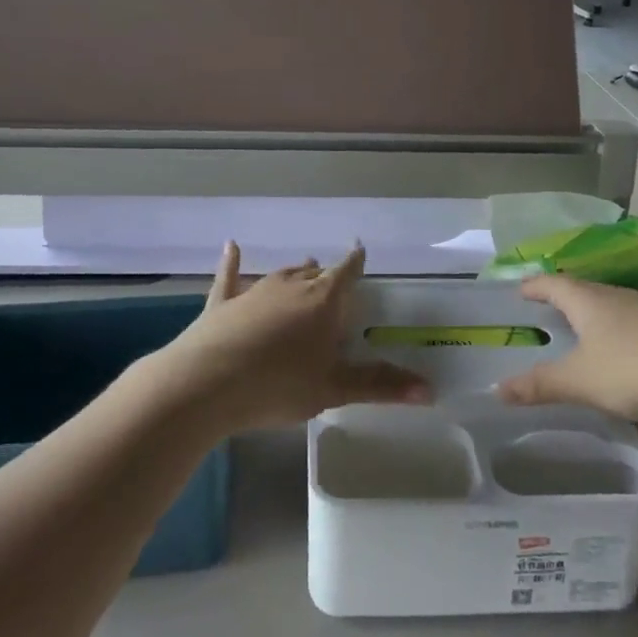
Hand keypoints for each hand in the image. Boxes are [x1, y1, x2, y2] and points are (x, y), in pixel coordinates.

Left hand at [153, 243, 429, 430]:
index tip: (361, 251)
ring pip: (281, 274)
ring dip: (294, 274)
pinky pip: (230, 276)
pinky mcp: (223, 302)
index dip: (356, 262)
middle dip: (326, 276)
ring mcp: (254, 290)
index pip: (346, 273)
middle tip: (333, 283)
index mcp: (322, 301)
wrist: (207, 381)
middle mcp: (291, 286)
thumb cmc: (278, 385)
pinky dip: (232, 262)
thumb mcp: (333, 389)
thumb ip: (379, 385)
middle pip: (314, 273)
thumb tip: (430, 390)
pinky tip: (231, 246)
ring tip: (304, 269)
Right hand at [496, 274, 637, 423]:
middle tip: (553, 308)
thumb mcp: (582, 382)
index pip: (552, 284)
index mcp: (587, 302)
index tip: (520, 290)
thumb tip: (497, 388)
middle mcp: (618, 293)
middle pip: (585, 288)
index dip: (534, 287)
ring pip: (620, 296)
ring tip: (596, 313)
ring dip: (604, 304)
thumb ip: (541, 385)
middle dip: (567, 296)